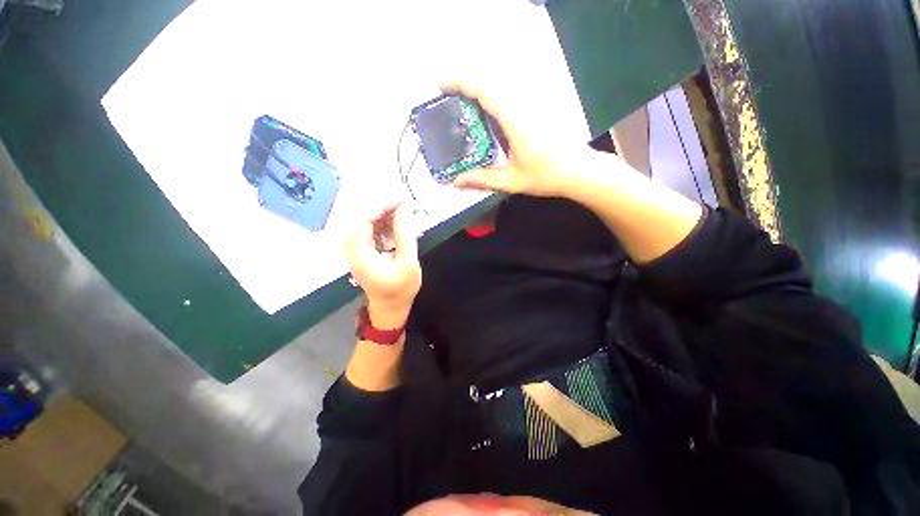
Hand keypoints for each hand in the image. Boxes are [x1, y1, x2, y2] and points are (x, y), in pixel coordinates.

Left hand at [344, 203, 421, 328]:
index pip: (364, 219)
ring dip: (386, 214)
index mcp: (360, 253)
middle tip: (405, 203)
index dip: (382, 206)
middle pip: (364, 218)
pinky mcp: (364, 249)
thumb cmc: (401, 288)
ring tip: (404, 209)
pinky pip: (372, 229)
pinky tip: (398, 221)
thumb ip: (405, 234)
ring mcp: (357, 248)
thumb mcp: (408, 262)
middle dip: (385, 208)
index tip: (401, 199)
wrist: (391, 307)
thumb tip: (405, 208)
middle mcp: (353, 248)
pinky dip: (385, 223)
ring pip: (368, 222)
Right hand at [442, 80, 580, 197]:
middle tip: (449, 92)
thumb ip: (482, 179)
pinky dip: (493, 87)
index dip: (462, 83)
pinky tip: (486, 103)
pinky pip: (511, 86)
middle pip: (492, 76)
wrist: (578, 169)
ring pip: (502, 78)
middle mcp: (524, 104)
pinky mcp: (537, 103)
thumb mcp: (511, 181)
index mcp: (516, 121)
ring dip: (480, 80)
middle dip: (467, 78)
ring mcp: (533, 101)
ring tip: (463, 95)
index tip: (443, 87)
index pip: (486, 90)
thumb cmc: (545, 176)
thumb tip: (455, 182)